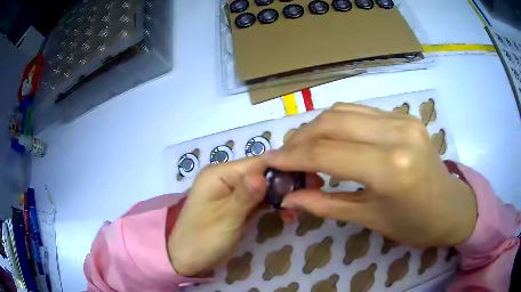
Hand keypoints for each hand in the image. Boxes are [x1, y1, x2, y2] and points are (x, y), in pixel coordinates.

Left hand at [168, 156, 321, 275]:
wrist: (185, 258)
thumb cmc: (202, 239)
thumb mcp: (225, 219)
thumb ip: (245, 196)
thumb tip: (264, 174)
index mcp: (219, 173)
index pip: (258, 163)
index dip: (283, 169)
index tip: (309, 179)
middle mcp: (226, 177)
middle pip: (262, 173)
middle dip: (285, 184)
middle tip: (310, 193)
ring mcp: (231, 191)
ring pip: (263, 186)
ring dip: (280, 196)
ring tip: (297, 210)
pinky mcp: (236, 204)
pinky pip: (258, 199)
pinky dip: (272, 204)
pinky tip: (285, 213)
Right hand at [269, 103, 477, 247]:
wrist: (450, 207)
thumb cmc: (414, 224)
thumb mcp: (369, 219)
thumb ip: (325, 204)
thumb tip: (288, 197)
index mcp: (391, 168)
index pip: (327, 153)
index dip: (292, 157)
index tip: (270, 162)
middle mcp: (397, 134)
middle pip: (332, 122)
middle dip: (299, 138)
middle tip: (284, 157)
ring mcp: (403, 119)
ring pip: (343, 110)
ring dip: (316, 127)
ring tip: (303, 148)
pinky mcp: (405, 116)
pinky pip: (361, 112)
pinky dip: (338, 123)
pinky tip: (331, 139)